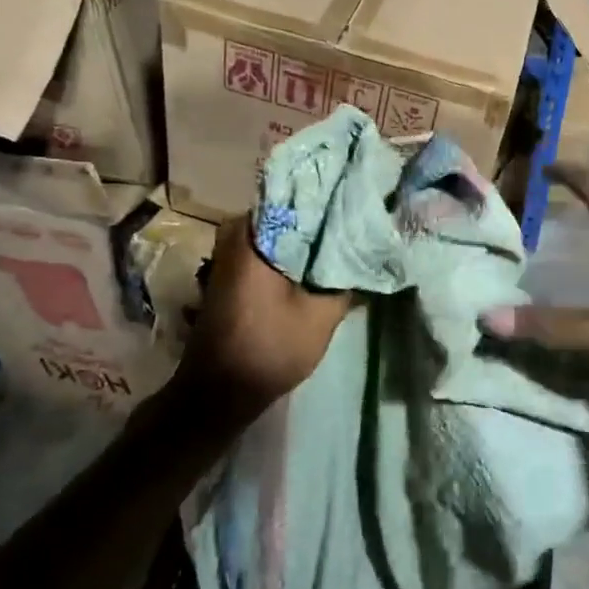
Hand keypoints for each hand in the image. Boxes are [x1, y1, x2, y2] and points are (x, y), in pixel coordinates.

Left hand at [176, 217, 350, 420]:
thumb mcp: (322, 316)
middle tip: (361, 218)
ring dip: (311, 237)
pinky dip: (295, 252)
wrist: (218, 392)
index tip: (363, 198)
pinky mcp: (234, 271)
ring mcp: (231, 253)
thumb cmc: (268, 348)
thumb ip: (346, 280)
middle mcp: (236, 234)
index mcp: (253, 235)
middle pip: (290, 212)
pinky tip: (323, 261)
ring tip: (349, 237)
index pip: (300, 196)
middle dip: (324, 217)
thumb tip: (369, 254)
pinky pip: (271, 247)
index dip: (334, 199)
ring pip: (281, 231)